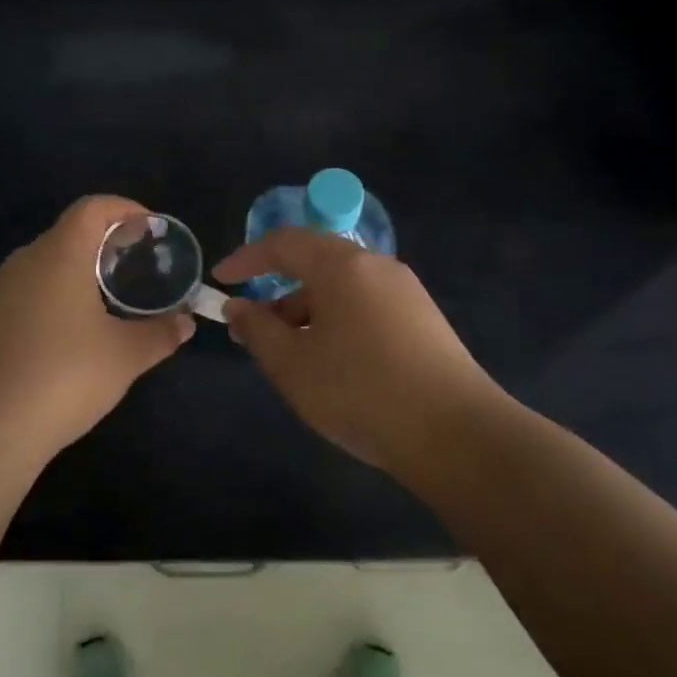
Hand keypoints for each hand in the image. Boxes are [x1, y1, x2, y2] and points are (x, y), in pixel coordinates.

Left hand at [0, 195, 195, 459]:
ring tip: (114, 296)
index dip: (125, 209)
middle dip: (107, 241)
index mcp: (60, 255)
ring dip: (82, 269)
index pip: (93, 208)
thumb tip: (186, 323)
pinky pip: (32, 288)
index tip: (151, 229)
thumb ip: (161, 333)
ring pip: (49, 262)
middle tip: (139, 264)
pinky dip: (60, 292)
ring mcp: (1, 291)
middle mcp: (26, 261)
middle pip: (70, 232)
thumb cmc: (65, 376)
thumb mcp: (126, 355)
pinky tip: (77, 328)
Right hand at [214, 229, 504, 477]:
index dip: (246, 258)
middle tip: (251, 330)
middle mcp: (377, 267)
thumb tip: (238, 306)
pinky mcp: (423, 321)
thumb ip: (257, 329)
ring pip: (342, 290)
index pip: (284, 243)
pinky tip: (331, 365)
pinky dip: (336, 324)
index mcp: (343, 266)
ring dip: (306, 313)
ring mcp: (406, 293)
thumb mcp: (292, 364)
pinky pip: (365, 308)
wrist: (455, 434)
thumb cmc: (359, 391)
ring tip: (288, 357)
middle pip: (315, 264)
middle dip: (277, 293)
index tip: (220, 280)